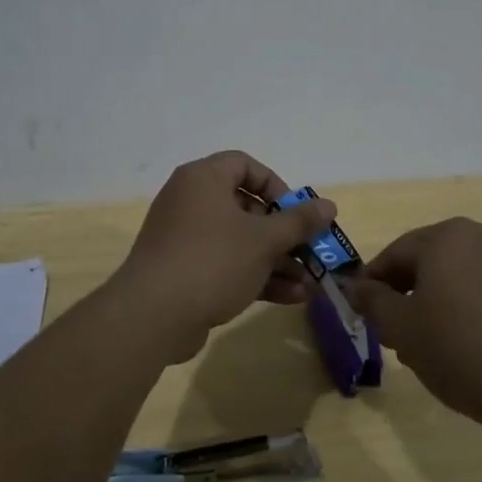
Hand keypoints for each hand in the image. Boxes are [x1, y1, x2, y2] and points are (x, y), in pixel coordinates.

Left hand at [113, 151, 337, 355]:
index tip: (296, 213)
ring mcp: (185, 238)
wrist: (152, 316)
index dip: (276, 185)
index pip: (244, 165)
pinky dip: (255, 276)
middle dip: (283, 234)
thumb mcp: (263, 240)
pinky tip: (290, 298)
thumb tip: (329, 205)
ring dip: (276, 260)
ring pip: (239, 241)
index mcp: (203, 179)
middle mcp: (191, 201)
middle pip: (246, 207)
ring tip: (309, 283)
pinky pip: (226, 264)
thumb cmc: (212, 261)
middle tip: (309, 252)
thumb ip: (299, 222)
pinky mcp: (184, 270)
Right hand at [345, 218, 481, 434]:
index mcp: (445, 237)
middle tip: (394, 332)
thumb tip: (353, 286)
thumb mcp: (402, 330)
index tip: (361, 312)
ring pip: (459, 274)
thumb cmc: (462, 351)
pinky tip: (468, 345)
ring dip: (438, 301)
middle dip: (406, 293)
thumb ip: (372, 302)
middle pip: (428, 260)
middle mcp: (481, 235)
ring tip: (431, 344)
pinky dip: (470, 307)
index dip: (372, 283)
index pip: (394, 253)